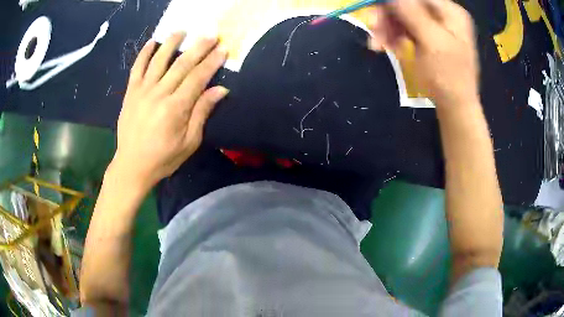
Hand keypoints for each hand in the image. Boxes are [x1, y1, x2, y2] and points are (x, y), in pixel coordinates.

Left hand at [110, 32, 227, 190]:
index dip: (212, 62)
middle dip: (198, 47)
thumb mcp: (189, 142)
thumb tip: (220, 90)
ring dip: (171, 43)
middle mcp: (159, 94)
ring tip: (182, 31)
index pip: (198, 78)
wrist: (132, 166)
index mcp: (176, 108)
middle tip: (210, 34)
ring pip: (159, 60)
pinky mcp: (130, 93)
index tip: (223, 49)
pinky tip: (151, 42)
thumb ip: (202, 113)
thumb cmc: (163, 158)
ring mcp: (142, 91)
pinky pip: (137, 68)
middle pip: (182, 64)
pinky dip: (144, 54)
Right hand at [366, 0, 479, 107]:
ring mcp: (435, 26)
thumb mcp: (432, 42)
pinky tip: (387, 48)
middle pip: (407, 4)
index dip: (392, 1)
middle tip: (372, 29)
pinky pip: (405, 29)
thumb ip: (412, 13)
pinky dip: (393, 37)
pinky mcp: (427, 38)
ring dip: (387, 28)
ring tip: (377, 45)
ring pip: (403, 16)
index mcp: (450, 12)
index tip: (373, 8)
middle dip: (388, 15)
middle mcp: (443, 15)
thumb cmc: (448, 77)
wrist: (455, 108)